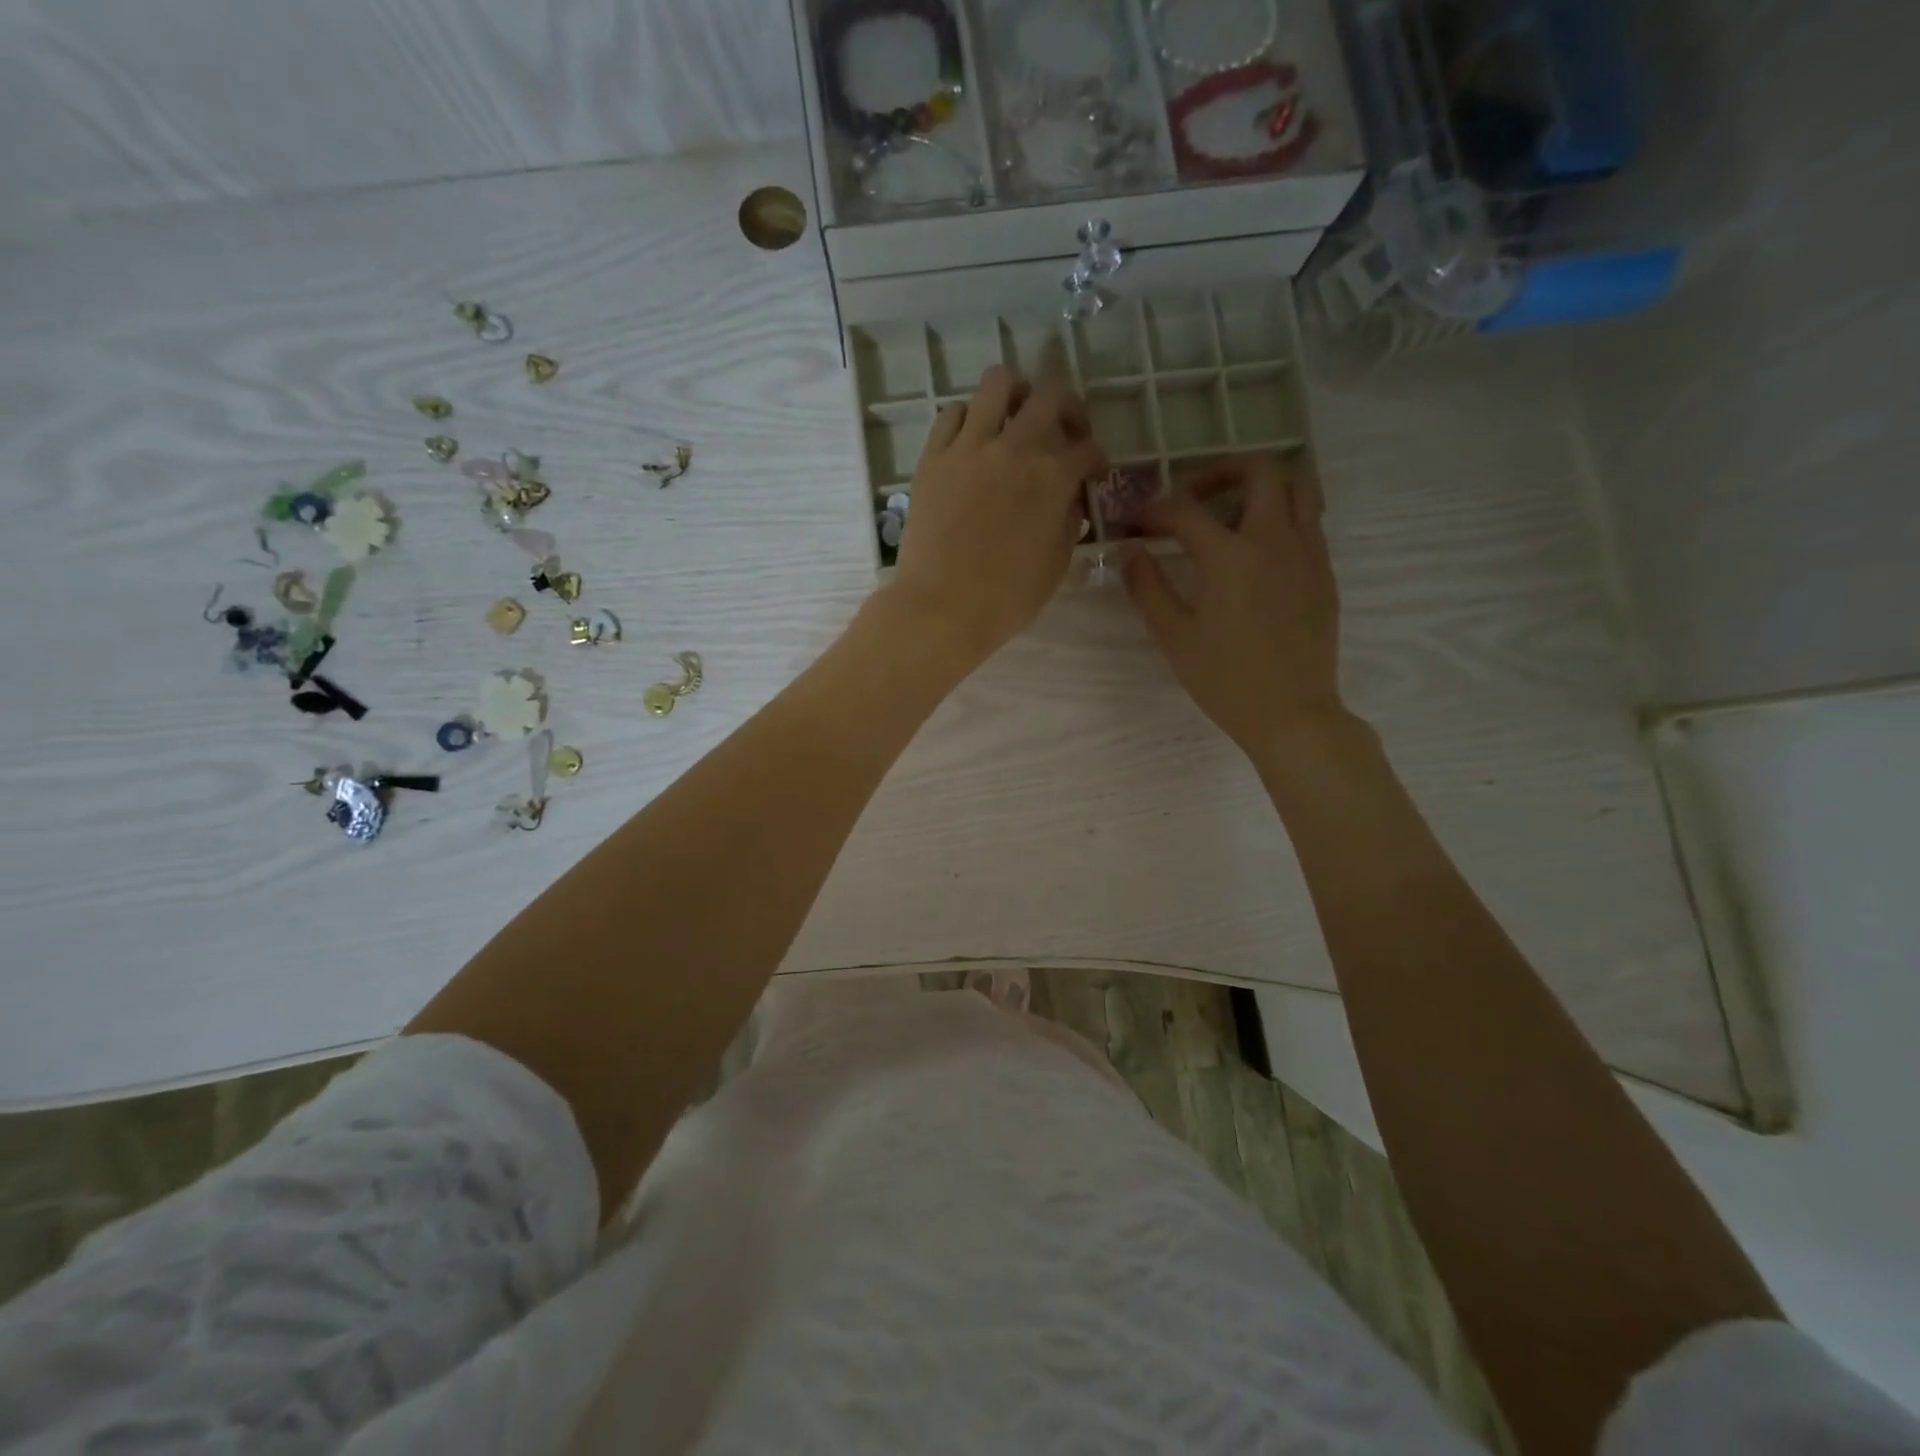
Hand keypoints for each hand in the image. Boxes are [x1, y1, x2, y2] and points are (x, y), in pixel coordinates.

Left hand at [886, 365, 1104, 665]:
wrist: (941, 608)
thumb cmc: (1006, 599)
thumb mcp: (1055, 566)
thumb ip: (1068, 523)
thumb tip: (1069, 501)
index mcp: (1053, 477)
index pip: (1087, 448)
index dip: (1096, 459)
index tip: (1092, 473)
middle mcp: (1015, 448)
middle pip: (1052, 395)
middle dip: (1068, 409)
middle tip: (1064, 432)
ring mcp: (969, 447)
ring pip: (998, 383)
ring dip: (1015, 394)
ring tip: (1015, 417)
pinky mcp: (933, 457)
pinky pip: (952, 414)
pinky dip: (968, 419)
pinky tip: (972, 439)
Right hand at [1123, 455, 1349, 761]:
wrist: (1292, 713)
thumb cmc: (1224, 679)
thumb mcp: (1174, 636)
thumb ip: (1147, 586)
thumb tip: (1131, 549)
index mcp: (1228, 556)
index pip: (1185, 510)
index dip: (1154, 509)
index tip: (1137, 522)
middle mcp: (1273, 539)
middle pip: (1257, 470)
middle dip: (1218, 472)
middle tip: (1192, 498)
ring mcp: (1306, 551)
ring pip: (1295, 486)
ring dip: (1259, 485)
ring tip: (1231, 512)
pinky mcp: (1324, 570)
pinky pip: (1309, 518)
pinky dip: (1282, 513)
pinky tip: (1258, 548)